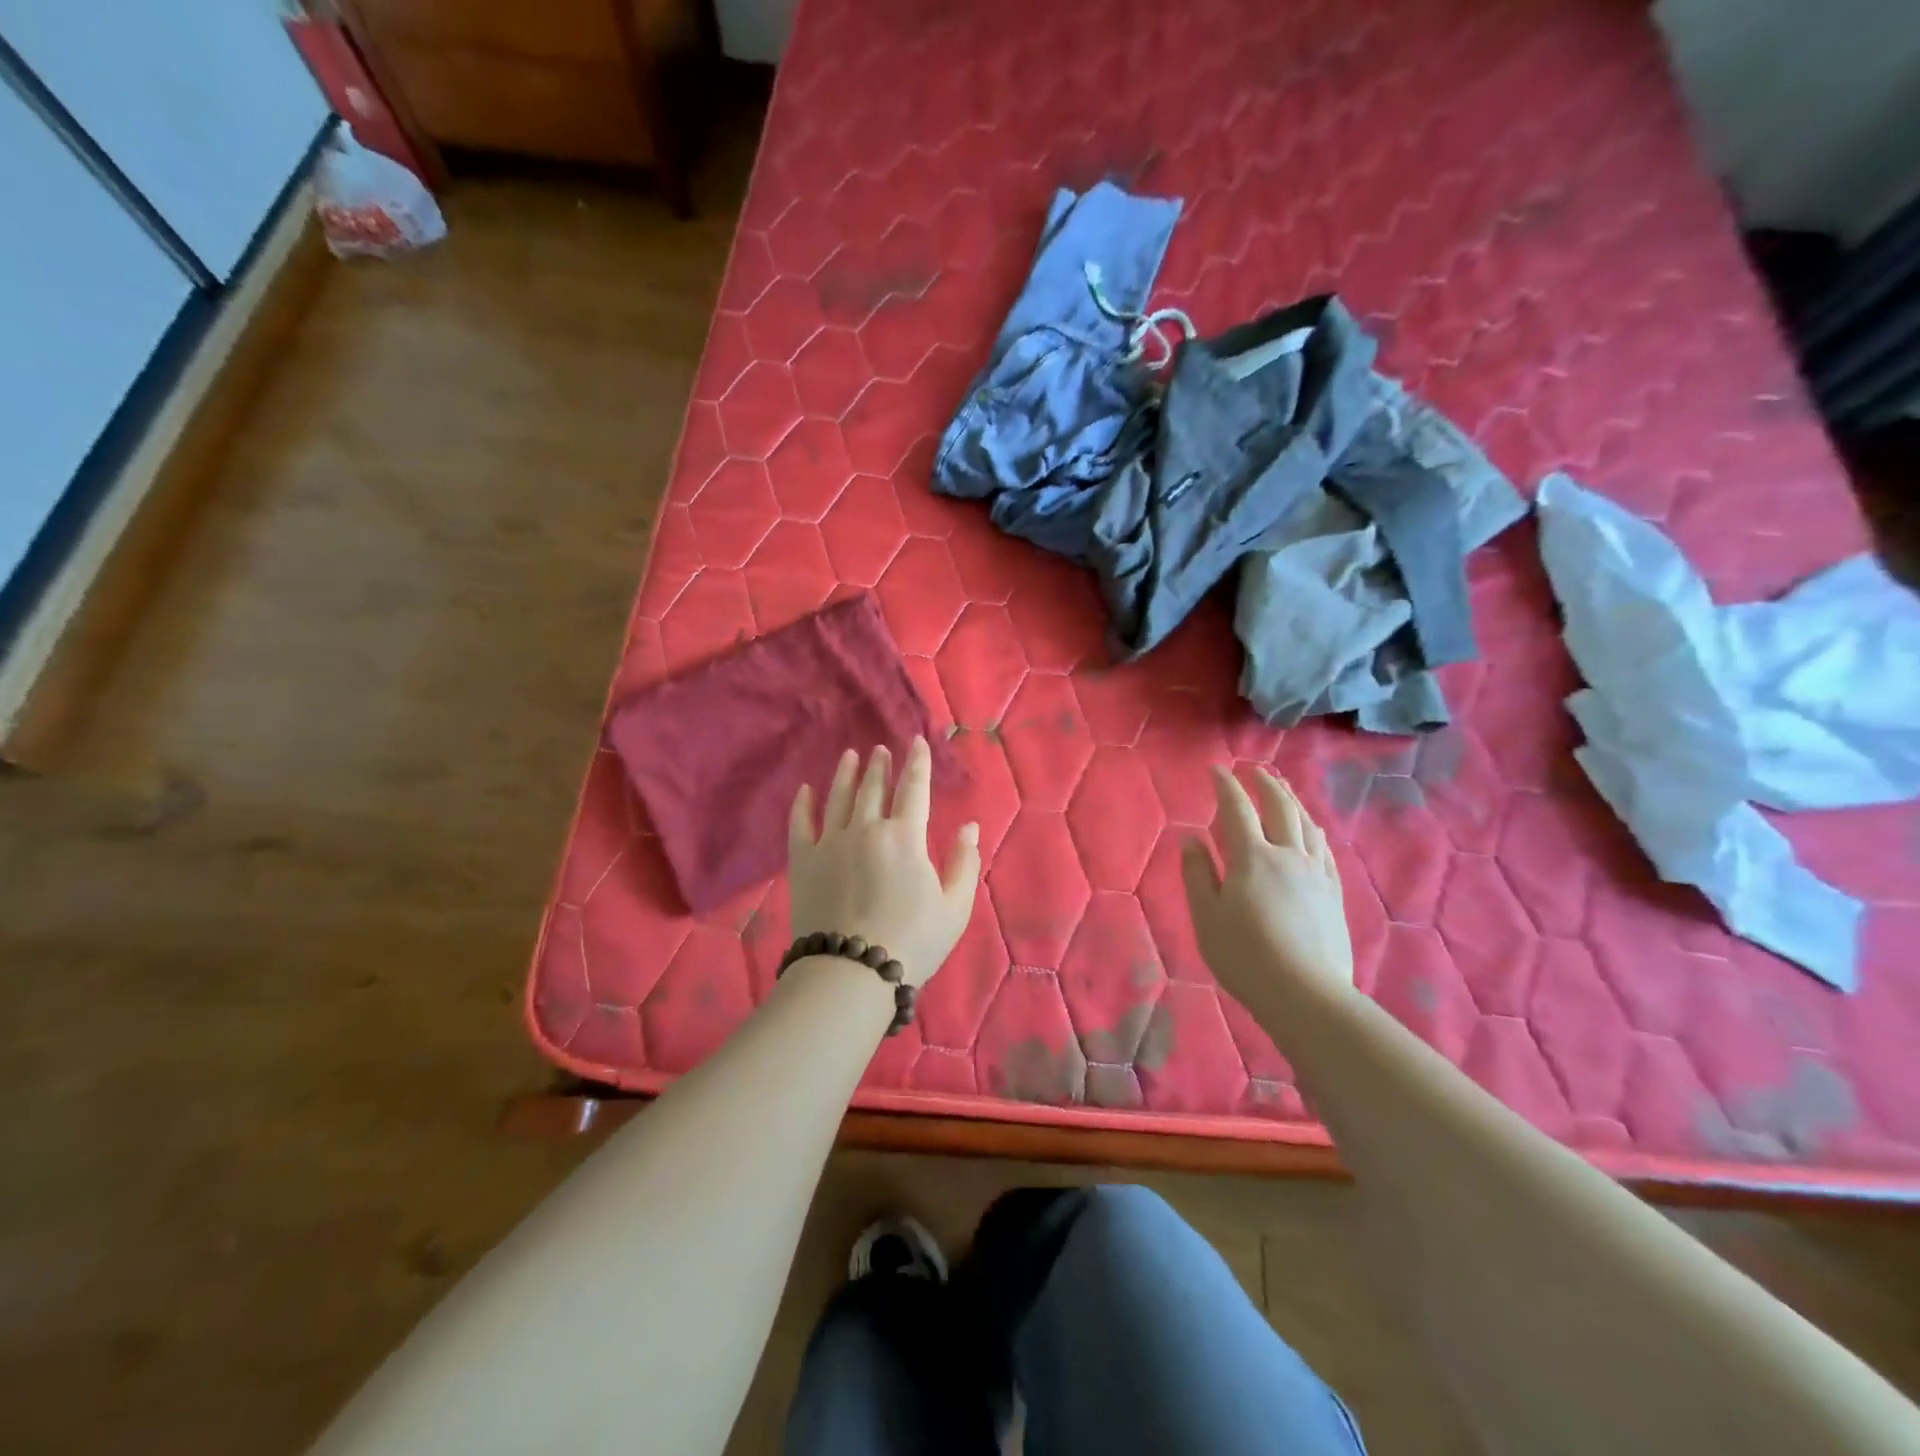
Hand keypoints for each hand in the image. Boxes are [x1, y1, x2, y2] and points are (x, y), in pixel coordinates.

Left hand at [789, 739, 980, 988]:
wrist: (851, 971)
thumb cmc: (913, 941)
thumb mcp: (955, 906)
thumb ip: (964, 862)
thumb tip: (969, 826)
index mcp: (905, 837)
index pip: (914, 788)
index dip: (918, 763)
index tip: (917, 741)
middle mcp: (866, 828)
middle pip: (874, 788)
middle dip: (881, 765)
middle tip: (881, 749)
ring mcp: (830, 842)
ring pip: (839, 797)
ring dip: (846, 774)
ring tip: (850, 756)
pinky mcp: (803, 861)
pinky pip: (801, 824)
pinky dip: (803, 804)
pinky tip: (805, 790)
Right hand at [1182, 765, 1354, 1001]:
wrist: (1305, 994)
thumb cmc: (1244, 955)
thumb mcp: (1206, 916)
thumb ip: (1198, 873)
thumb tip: (1191, 838)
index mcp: (1252, 858)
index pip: (1237, 810)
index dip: (1226, 786)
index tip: (1217, 769)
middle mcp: (1288, 856)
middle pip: (1280, 808)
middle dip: (1265, 784)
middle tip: (1254, 770)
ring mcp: (1316, 874)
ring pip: (1307, 824)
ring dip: (1293, 801)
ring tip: (1284, 789)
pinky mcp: (1333, 894)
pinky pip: (1326, 850)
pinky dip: (1315, 831)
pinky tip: (1313, 830)